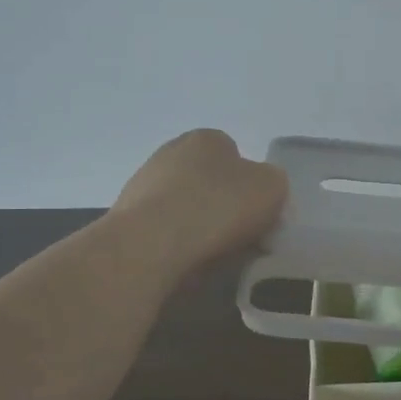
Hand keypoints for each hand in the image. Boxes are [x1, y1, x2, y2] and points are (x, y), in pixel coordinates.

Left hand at [108, 129, 288, 277]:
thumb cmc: (218, 207)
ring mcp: (143, 183)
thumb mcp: (272, 188)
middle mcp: (171, 152)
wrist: (151, 245)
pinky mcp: (126, 218)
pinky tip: (186, 261)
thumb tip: (261, 192)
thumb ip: (274, 184)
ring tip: (213, 254)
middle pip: (209, 181)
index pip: (236, 156)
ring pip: (186, 206)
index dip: (251, 186)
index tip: (259, 214)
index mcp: (207, 138)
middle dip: (223, 205)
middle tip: (241, 236)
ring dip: (199, 225)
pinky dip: (177, 243)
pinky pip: (164, 230)